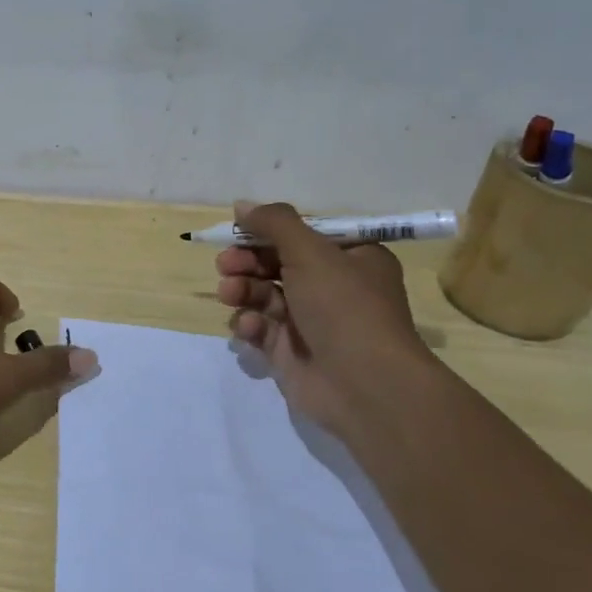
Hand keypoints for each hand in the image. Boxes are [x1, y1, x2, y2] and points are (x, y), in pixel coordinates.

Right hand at [215, 201, 435, 428]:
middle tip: (226, 264)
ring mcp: (310, 322)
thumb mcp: (310, 251)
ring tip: (230, 293)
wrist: (365, 386)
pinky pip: (261, 328)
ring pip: (264, 295)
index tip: (238, 230)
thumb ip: (274, 223)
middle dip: (247, 262)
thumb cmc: (344, 307)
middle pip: (277, 263)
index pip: (302, 236)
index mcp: (350, 259)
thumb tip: (241, 205)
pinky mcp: (290, 352)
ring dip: (242, 289)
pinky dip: (250, 324)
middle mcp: (332, 288)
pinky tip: (250, 327)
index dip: (268, 232)